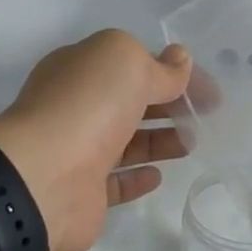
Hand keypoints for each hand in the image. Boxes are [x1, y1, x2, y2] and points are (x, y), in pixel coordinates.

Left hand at [0, 30, 192, 250]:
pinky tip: (159, 174)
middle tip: (206, 115)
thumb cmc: (89, 106)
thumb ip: (160, 67)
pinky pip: (116, 181)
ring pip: (126, 142)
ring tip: (192, 143)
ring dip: (160, 139)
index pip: (132, 64)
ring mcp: (78, 150)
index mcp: (81, 69)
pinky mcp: (84, 191)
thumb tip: (180, 58)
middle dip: (167, 105)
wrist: (44, 177)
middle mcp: (76, 107)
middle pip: (129, 102)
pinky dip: (138, 176)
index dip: (171, 72)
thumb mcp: (129, 65)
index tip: (207, 90)